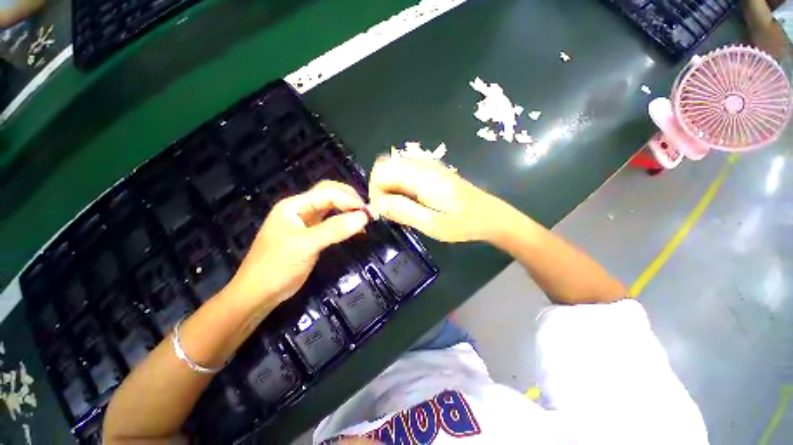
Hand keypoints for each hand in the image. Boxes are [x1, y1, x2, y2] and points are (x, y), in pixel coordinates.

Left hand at [224, 181, 368, 310]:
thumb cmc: (276, 266)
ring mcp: (307, 222)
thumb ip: (334, 230)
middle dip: (349, 199)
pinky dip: (345, 222)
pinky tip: (355, 229)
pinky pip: (332, 222)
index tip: (367, 213)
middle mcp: (301, 209)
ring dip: (348, 209)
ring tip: (364, 218)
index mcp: (294, 205)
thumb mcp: (305, 245)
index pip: (326, 193)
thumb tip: (363, 217)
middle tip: (367, 211)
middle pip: (329, 194)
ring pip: (332, 207)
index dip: (348, 200)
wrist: (259, 293)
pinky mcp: (313, 234)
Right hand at [369, 157, 504, 242]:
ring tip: (402, 210)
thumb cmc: (464, 223)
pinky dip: (399, 189)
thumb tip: (377, 203)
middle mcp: (422, 164)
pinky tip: (410, 203)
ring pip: (392, 171)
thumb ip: (404, 212)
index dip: (375, 191)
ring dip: (389, 190)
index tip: (384, 212)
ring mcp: (426, 166)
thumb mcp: (433, 225)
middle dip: (380, 191)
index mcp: (422, 176)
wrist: (489, 215)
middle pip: (384, 168)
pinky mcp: (429, 171)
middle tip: (392, 213)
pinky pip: (403, 175)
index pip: (381, 171)